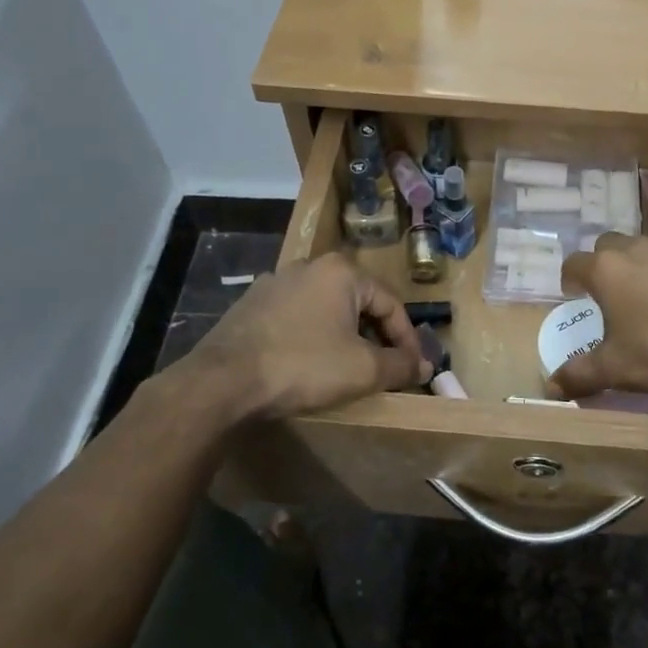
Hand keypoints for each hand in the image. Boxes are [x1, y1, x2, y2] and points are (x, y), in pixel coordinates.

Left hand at [177, 255, 427, 422]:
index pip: (391, 304)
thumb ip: (400, 365)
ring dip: (344, 335)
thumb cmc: (303, 366)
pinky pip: (296, 317)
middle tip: (384, 368)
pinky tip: (308, 363)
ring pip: (326, 309)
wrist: (223, 381)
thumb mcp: (362, 369)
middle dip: (376, 336)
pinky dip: (312, 336)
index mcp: (342, 271)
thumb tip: (424, 366)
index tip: (414, 370)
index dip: (407, 340)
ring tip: (348, 367)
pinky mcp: (251, 304)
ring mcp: (275, 282)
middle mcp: (309, 266)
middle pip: (358, 302)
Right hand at [549, 235, 647, 398]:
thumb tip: (549, 388)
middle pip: (610, 245)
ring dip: (647, 266)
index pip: (574, 263)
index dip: (570, 278)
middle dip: (607, 263)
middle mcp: (638, 249)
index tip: (574, 293)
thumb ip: (579, 375)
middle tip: (614, 292)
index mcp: (607, 271)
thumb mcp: (615, 369)